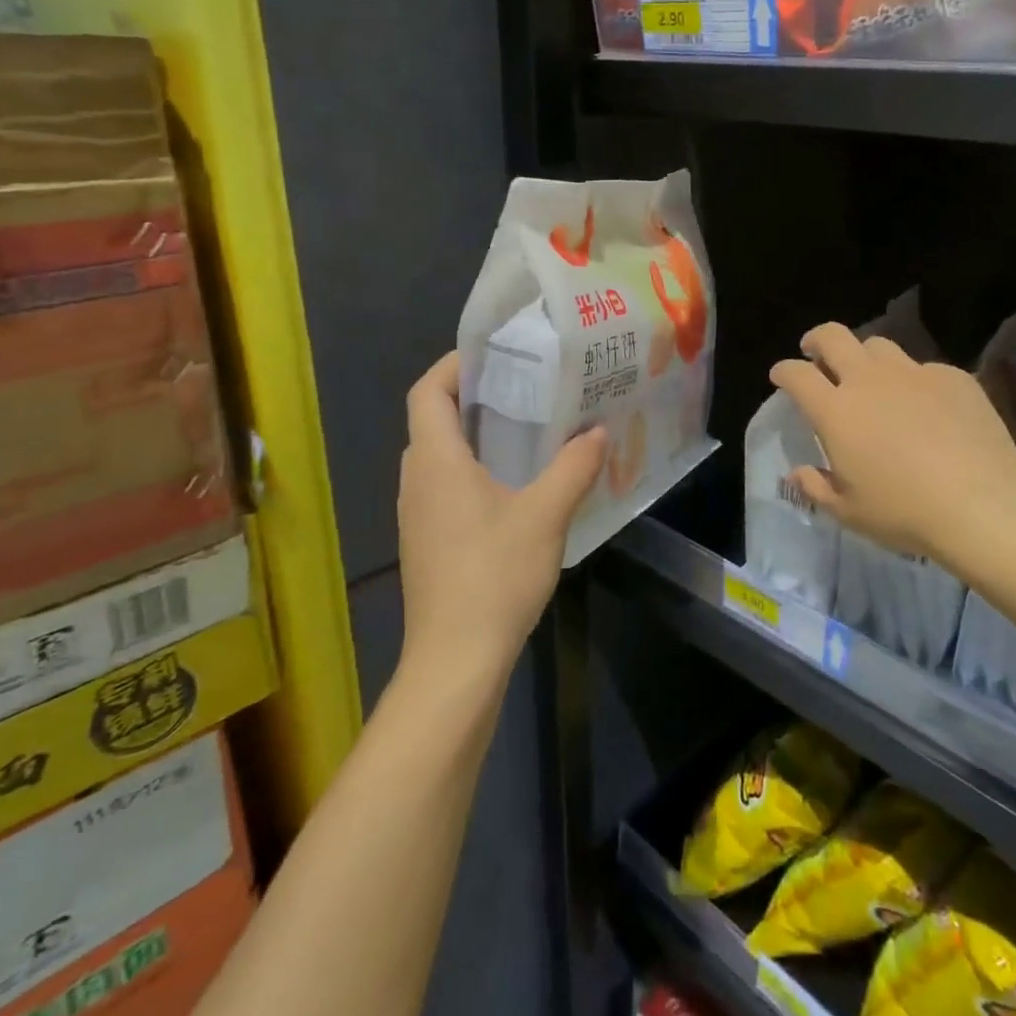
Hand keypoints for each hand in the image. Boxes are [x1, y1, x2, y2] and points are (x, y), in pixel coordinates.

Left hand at [396, 352, 607, 684]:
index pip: (426, 392)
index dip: (453, 365)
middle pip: (433, 420)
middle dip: (473, 396)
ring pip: (440, 456)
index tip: (495, 354)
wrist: (456, 661)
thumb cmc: (494, 576)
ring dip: (476, 435)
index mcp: (436, 461)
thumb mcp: (545, 515)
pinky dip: (475, 469)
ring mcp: (419, 514)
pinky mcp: (429, 541)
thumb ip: (573, 467)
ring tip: (528, 428)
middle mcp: (418, 480)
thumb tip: (598, 431)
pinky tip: (518, 485)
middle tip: (525, 386)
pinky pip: (446, 486)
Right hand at [771, 323, 1015, 562]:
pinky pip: (923, 368)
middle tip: (815, 353)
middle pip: (834, 337)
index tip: (781, 376)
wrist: (984, 502)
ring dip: (865, 356)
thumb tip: (799, 473)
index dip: (784, 371)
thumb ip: (817, 487)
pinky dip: (913, 381)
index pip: (797, 374)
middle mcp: (869, 380)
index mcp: (836, 411)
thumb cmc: (905, 512)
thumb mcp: (849, 512)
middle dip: (817, 340)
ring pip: (878, 345)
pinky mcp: (952, 377)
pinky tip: (925, 405)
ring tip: (871, 377)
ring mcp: (913, 373)